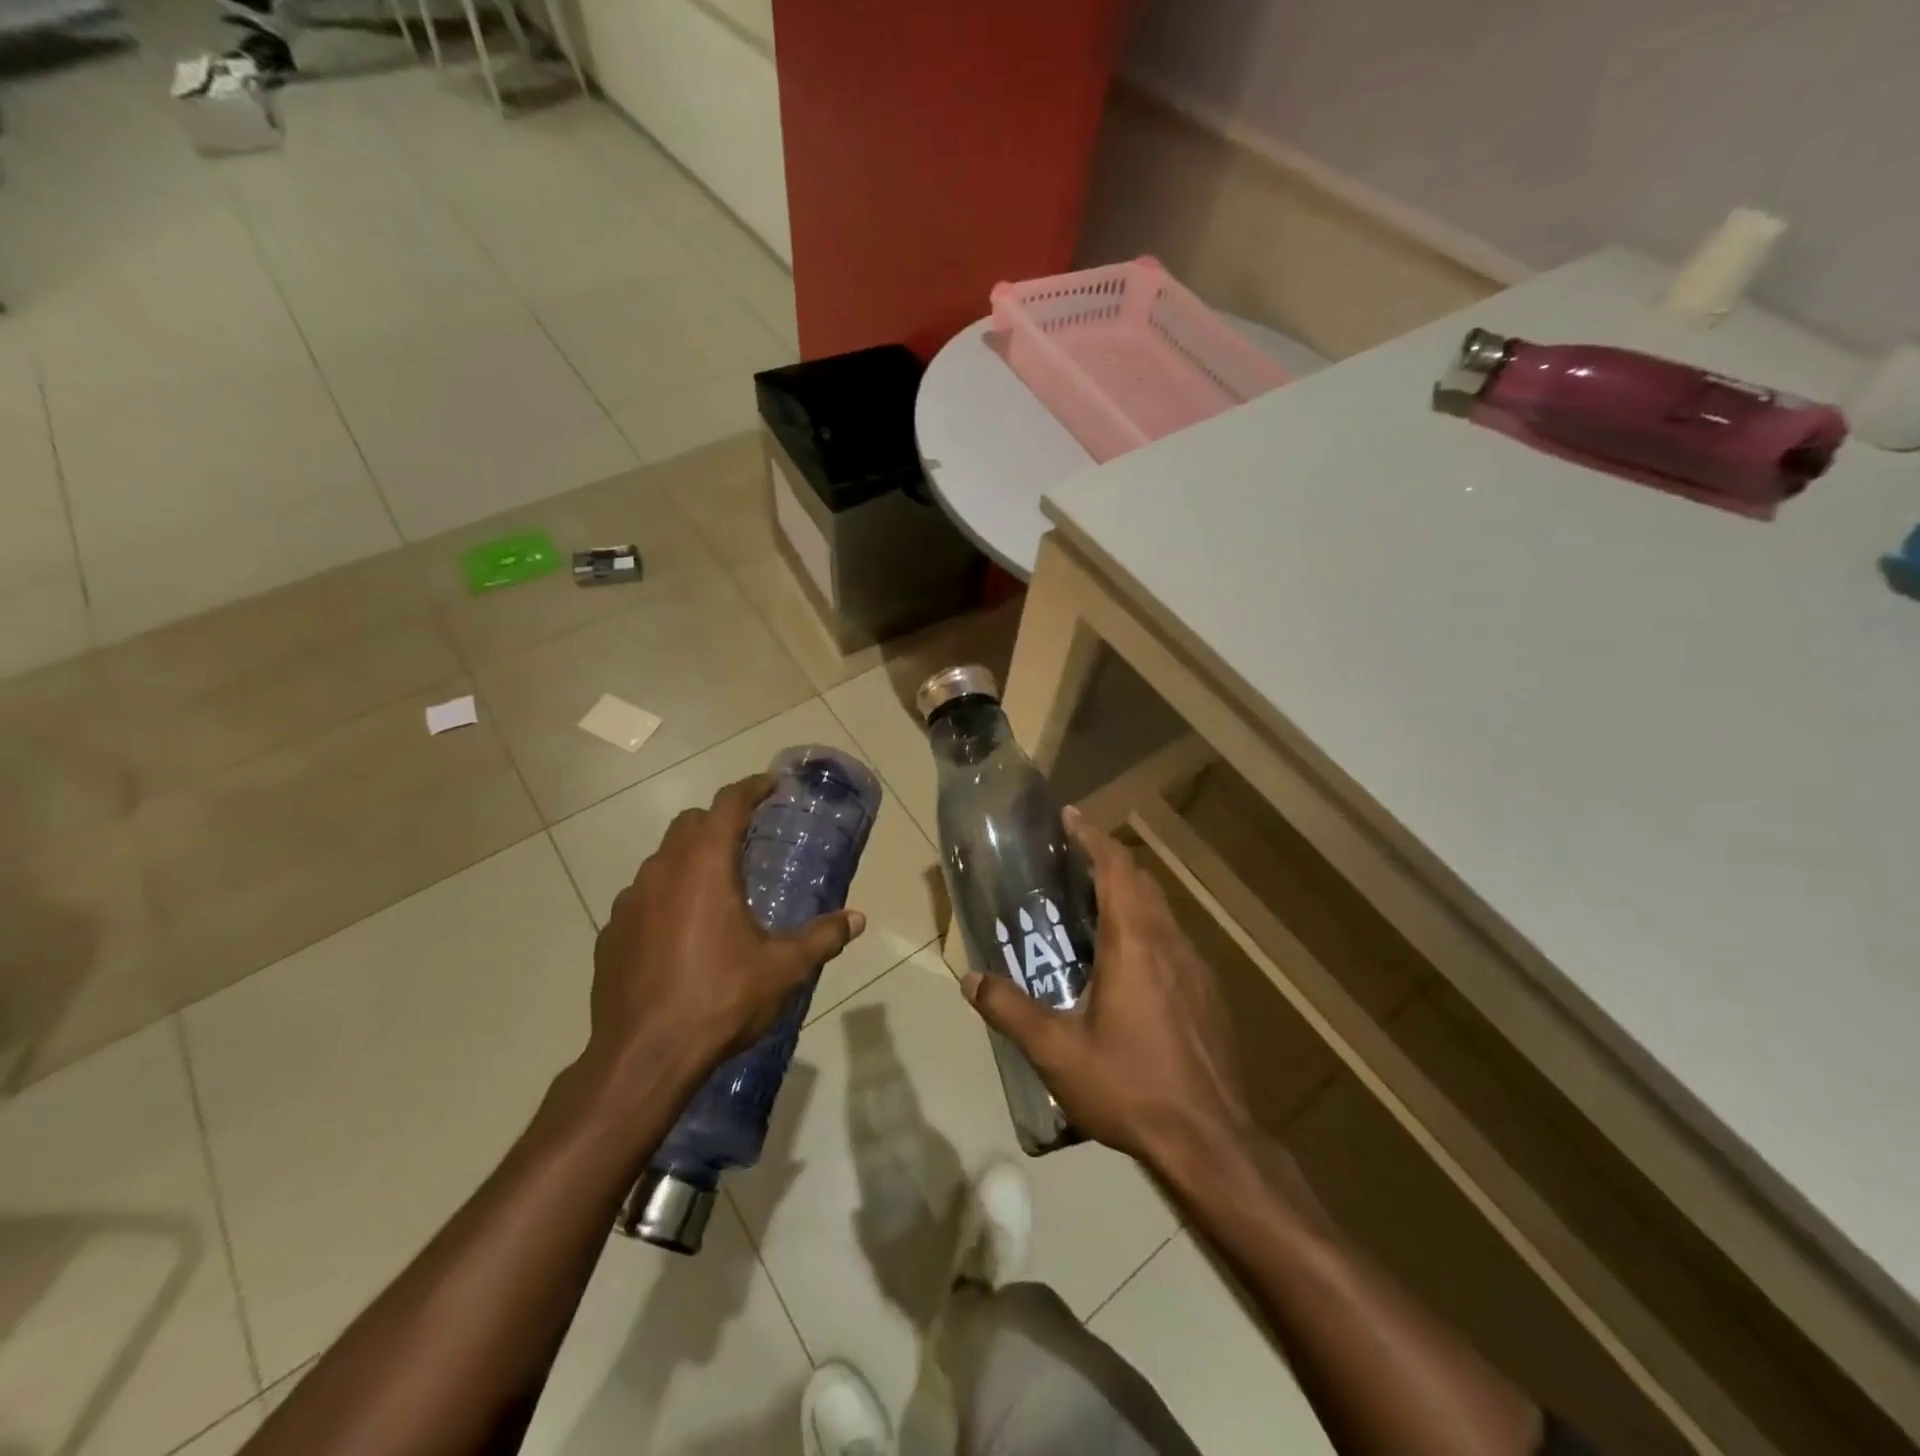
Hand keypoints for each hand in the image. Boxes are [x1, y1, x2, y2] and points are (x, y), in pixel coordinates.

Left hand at [586, 773, 865, 1091]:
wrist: (644, 1057)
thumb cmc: (720, 1000)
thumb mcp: (784, 969)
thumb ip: (822, 937)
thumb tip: (857, 920)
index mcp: (705, 867)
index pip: (727, 804)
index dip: (751, 788)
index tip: (771, 786)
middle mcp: (662, 872)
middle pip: (690, 824)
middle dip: (720, 820)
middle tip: (748, 837)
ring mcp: (629, 902)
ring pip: (662, 859)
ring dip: (690, 859)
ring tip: (717, 887)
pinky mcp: (610, 934)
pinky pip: (642, 898)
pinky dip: (666, 896)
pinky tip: (682, 931)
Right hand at [961, 809, 1250, 1165]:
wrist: (1210, 1141)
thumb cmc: (1130, 1086)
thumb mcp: (1057, 1052)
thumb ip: (1010, 1010)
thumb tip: (970, 979)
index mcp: (1135, 942)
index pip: (1116, 868)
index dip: (1092, 837)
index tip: (1069, 816)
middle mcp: (1169, 942)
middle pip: (1141, 880)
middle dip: (1107, 859)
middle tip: (1071, 858)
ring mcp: (1195, 967)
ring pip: (1161, 909)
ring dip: (1129, 892)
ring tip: (1092, 903)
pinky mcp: (1208, 993)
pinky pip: (1172, 938)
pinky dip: (1146, 924)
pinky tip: (1127, 961)